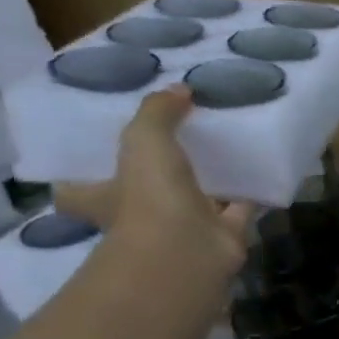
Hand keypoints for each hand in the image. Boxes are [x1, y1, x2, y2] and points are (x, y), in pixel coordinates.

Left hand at [52, 86, 252, 277]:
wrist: (191, 249)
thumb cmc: (149, 196)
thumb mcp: (144, 140)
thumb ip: (158, 112)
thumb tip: (181, 89)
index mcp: (103, 199)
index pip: (77, 190)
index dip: (81, 175)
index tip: (93, 155)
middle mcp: (139, 216)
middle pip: (140, 194)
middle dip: (154, 176)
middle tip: (172, 143)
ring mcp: (182, 228)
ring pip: (193, 200)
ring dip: (206, 182)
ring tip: (222, 150)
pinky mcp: (222, 235)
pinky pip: (238, 209)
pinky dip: (249, 194)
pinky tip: (261, 172)